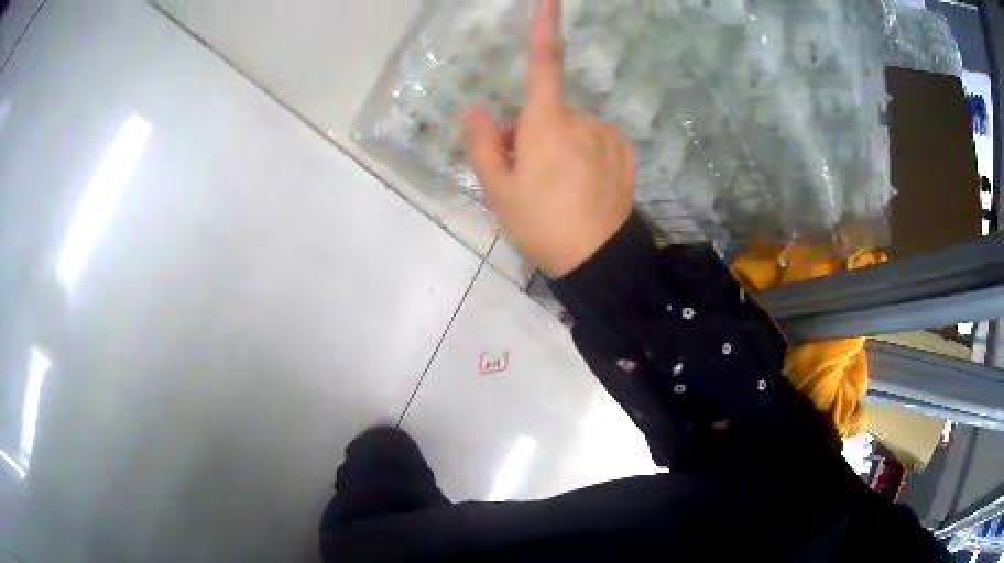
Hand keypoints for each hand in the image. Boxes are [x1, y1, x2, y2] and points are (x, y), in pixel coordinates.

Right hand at [461, 0, 634, 277]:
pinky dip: (584, 155)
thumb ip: (481, 144)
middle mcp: (581, 119)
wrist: (598, 261)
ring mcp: (607, 135)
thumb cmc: (541, 225)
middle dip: (531, 134)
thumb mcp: (498, 190)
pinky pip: (594, 140)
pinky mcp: (624, 151)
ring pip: (570, 129)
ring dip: (558, 147)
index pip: (544, 63)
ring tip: (556, 189)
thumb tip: (472, 110)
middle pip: (546, 113)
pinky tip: (582, 187)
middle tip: (526, 177)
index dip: (545, 27)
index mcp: (547, 124)